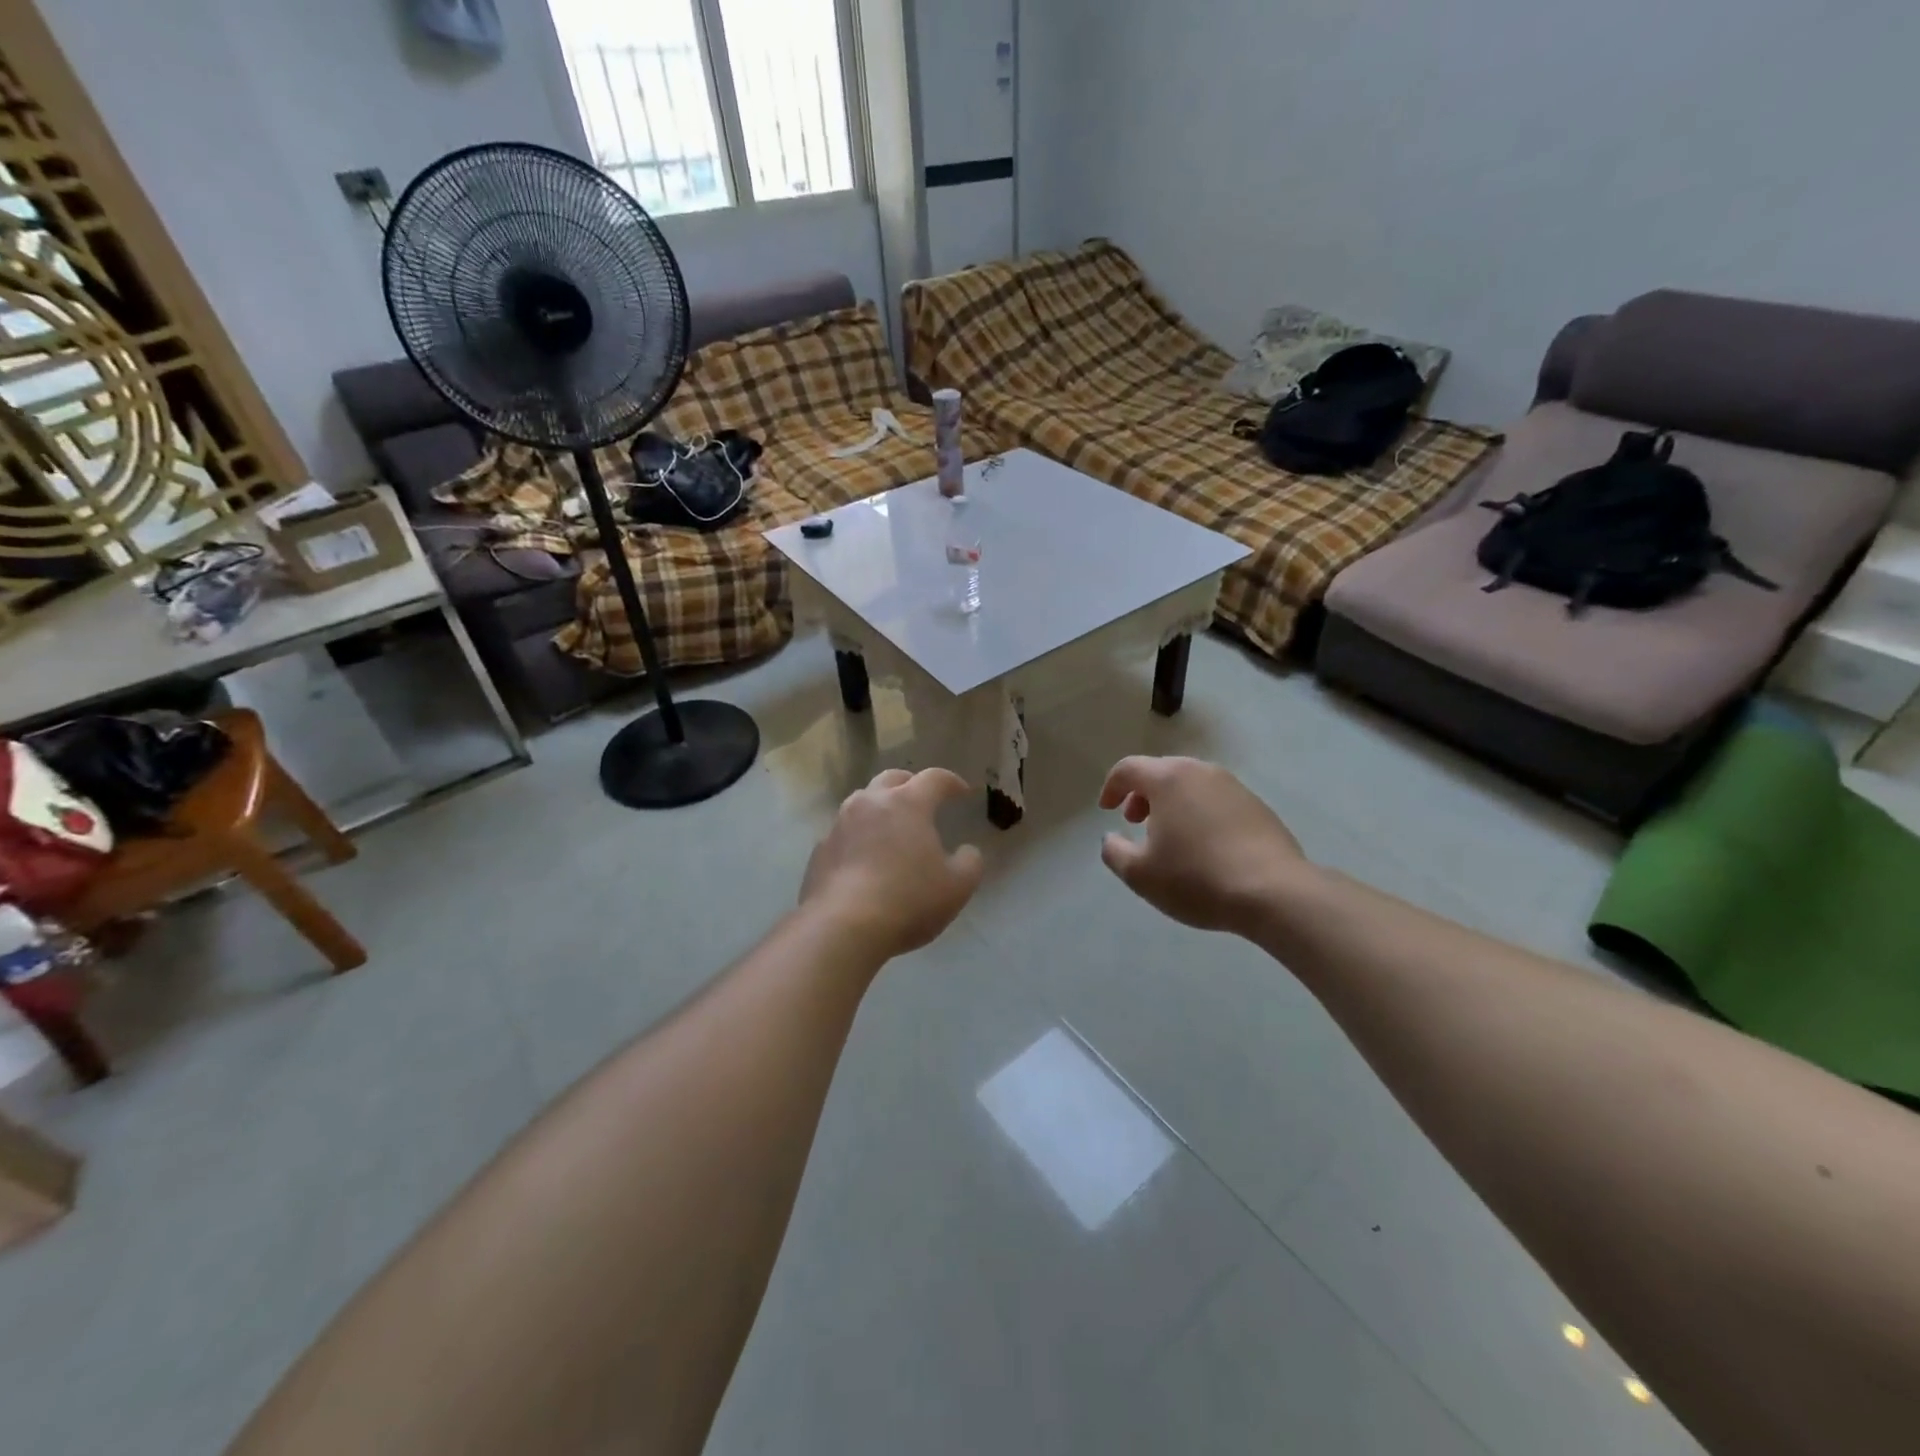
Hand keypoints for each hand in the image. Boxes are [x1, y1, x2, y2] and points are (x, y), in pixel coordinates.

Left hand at [800, 768, 985, 958]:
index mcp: (907, 803)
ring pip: (862, 802)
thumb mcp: (957, 886)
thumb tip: (967, 851)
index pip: (934, 778)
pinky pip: (844, 833)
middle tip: (923, 800)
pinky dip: (859, 837)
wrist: (842, 927)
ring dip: (880, 807)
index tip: (963, 792)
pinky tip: (865, 859)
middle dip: (911, 784)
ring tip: (891, 828)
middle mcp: (870, 803)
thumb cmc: (908, 900)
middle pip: (892, 778)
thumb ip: (970, 862)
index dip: (951, 782)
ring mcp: (840, 824)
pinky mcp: (820, 850)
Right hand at [1099, 756, 1307, 934]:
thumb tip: (1111, 838)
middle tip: (1136, 822)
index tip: (1106, 810)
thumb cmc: (1196, 878)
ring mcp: (1233, 786)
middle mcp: (1201, 772)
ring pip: (1191, 785)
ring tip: (1170, 837)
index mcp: (1168, 779)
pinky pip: (1216, 800)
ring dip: (1172, 803)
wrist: (1275, 892)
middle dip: (1142, 794)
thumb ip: (1114, 851)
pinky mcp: (1257, 806)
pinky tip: (1204, 846)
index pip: (1128, 768)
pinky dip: (1200, 813)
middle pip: (1161, 772)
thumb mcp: (1140, 874)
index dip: (1111, 787)